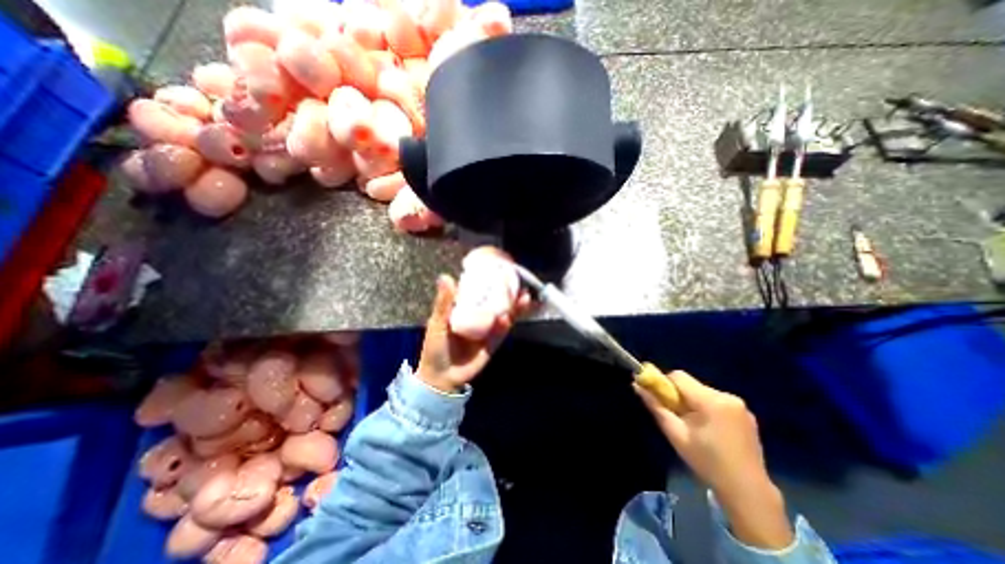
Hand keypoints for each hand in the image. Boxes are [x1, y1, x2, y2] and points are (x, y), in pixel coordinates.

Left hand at [417, 275, 528, 393]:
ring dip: (514, 306)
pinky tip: (509, 316)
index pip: (480, 292)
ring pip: (504, 315)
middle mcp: (478, 317)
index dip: (491, 282)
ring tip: (523, 296)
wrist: (441, 377)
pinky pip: (502, 332)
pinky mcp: (493, 343)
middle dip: (509, 293)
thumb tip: (446, 276)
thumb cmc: (435, 347)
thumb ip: (443, 302)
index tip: (501, 271)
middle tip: (519, 283)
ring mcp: (487, 330)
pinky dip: (506, 324)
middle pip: (496, 302)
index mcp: (465, 309)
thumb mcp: (436, 323)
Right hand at [636, 371, 792, 547]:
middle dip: (678, 395)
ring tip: (693, 425)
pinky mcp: (746, 413)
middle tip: (675, 416)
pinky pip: (716, 400)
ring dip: (692, 402)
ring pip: (702, 391)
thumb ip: (656, 406)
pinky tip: (709, 429)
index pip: (678, 376)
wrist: (748, 492)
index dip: (664, 384)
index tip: (660, 399)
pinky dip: (706, 408)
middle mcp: (727, 396)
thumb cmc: (706, 462)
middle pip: (690, 384)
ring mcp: (740, 405)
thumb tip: (636, 385)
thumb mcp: (675, 434)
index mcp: (710, 401)